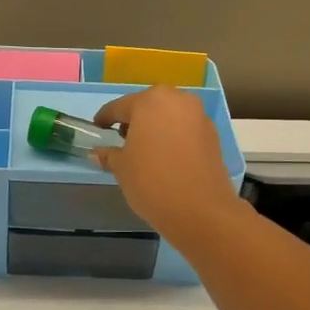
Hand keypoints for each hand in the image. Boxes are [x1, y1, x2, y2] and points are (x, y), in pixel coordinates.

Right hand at [95, 86, 242, 246]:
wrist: (200, 210)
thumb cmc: (151, 181)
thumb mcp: (122, 168)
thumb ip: (109, 155)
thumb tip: (97, 153)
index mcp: (150, 101)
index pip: (120, 107)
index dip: (105, 118)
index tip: (97, 128)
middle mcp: (177, 100)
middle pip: (148, 107)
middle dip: (134, 121)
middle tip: (122, 140)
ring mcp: (198, 116)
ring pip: (169, 116)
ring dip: (155, 128)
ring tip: (144, 151)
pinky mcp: (213, 135)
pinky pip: (185, 130)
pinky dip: (173, 138)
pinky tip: (165, 158)